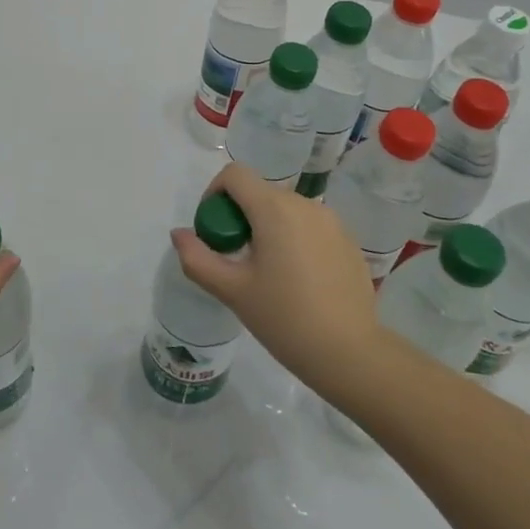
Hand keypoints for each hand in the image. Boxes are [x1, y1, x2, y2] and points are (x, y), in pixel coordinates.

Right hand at [172, 162, 380, 400]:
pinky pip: (310, 226)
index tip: (214, 230)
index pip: (235, 174)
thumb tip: (179, 234)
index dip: (215, 193)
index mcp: (274, 209)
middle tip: (236, 258)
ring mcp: (331, 221)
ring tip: (267, 272)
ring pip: (285, 209)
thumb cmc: (284, 319)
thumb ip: (198, 258)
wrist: (350, 353)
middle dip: (240, 216)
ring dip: (267, 227)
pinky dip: (294, 239)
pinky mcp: (348, 240)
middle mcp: (305, 204)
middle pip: (260, 192)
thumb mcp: (232, 291)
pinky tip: (298, 280)